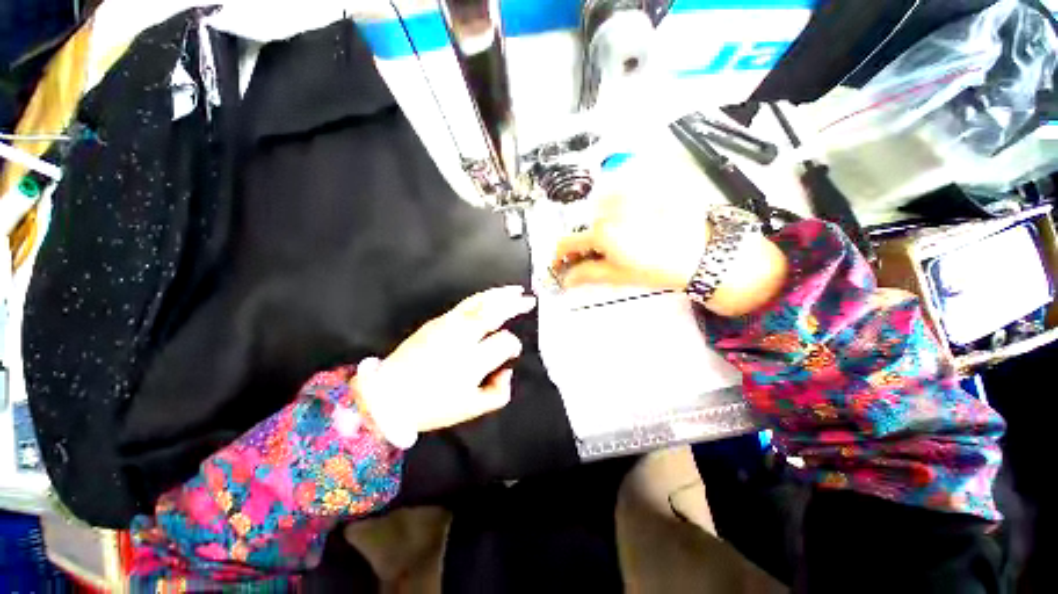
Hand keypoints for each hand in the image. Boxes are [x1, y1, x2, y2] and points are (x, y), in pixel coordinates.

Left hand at [354, 286, 535, 441]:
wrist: (388, 395)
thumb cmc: (431, 406)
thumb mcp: (471, 409)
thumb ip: (499, 393)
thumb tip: (507, 371)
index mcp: (472, 361)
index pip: (504, 343)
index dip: (513, 346)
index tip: (511, 353)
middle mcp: (462, 337)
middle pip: (494, 313)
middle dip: (514, 304)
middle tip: (529, 300)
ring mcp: (447, 325)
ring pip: (479, 302)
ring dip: (500, 294)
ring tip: (516, 290)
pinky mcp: (437, 321)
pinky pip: (465, 304)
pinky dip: (483, 297)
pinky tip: (491, 297)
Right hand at [552, 193, 709, 290]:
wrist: (698, 250)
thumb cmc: (659, 265)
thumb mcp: (618, 275)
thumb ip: (588, 274)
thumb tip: (568, 279)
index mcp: (600, 232)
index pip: (565, 242)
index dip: (559, 256)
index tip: (561, 264)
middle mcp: (608, 211)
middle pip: (582, 229)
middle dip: (582, 247)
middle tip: (593, 260)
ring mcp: (624, 200)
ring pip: (598, 217)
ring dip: (598, 232)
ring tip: (617, 246)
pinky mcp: (639, 194)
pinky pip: (616, 205)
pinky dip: (614, 218)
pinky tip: (630, 230)